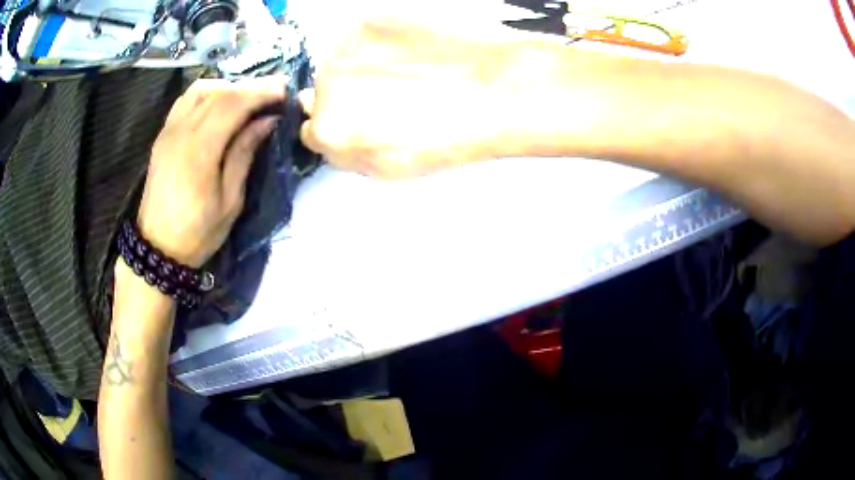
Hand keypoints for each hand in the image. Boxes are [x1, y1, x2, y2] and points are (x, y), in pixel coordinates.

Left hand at [137, 77, 285, 267]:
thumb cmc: (197, 232)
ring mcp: (168, 131)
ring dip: (227, 87)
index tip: (283, 91)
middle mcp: (181, 132)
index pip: (233, 104)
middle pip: (218, 92)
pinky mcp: (162, 136)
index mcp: (199, 151)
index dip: (260, 93)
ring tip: (246, 98)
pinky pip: (185, 101)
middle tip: (273, 91)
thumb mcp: (230, 200)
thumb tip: (266, 121)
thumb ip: (244, 154)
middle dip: (249, 87)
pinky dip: (206, 94)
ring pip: (200, 90)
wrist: (157, 248)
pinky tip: (218, 104)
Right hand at [300, 21, 516, 178]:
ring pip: (341, 65)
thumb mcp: (389, 167)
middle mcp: (328, 84)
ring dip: (360, 70)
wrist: (491, 90)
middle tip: (389, 100)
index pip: (311, 130)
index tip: (357, 125)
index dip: (337, 130)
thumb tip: (329, 136)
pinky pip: (361, 41)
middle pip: (323, 94)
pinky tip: (410, 56)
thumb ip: (347, 152)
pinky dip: (378, 48)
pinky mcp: (370, 22)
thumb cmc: (450, 134)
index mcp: (331, 128)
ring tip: (405, 76)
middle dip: (347, 99)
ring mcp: (347, 47)